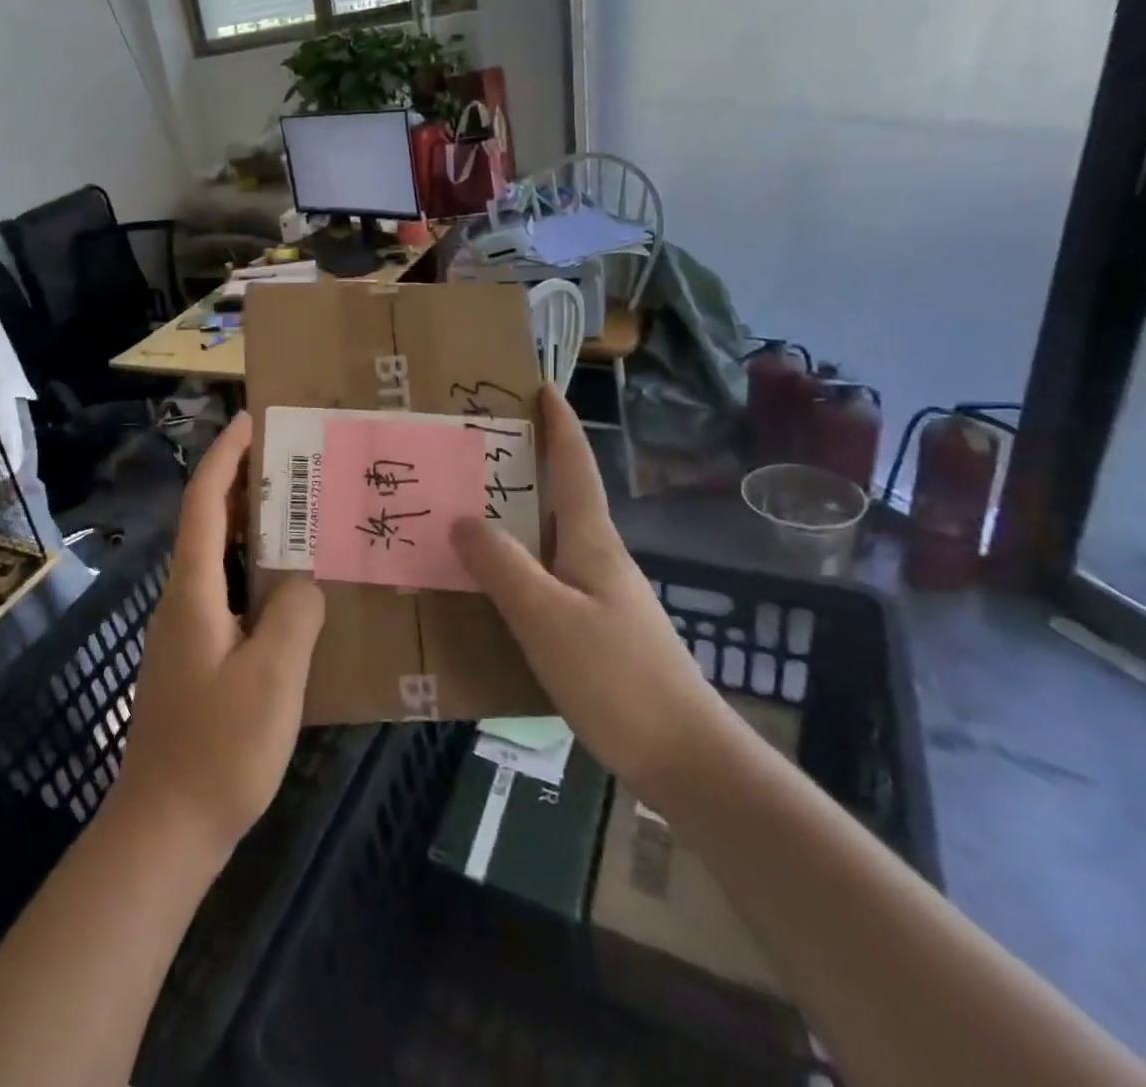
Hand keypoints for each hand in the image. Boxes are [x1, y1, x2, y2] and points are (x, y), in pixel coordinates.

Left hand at [110, 413, 325, 857]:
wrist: (165, 829)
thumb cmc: (218, 750)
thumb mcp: (273, 678)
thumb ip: (295, 614)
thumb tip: (306, 581)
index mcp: (194, 592)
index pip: (204, 504)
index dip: (224, 456)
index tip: (250, 419)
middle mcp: (184, 600)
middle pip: (210, 524)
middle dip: (245, 484)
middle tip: (295, 461)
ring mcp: (188, 631)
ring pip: (221, 560)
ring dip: (254, 529)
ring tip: (303, 513)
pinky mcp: (199, 657)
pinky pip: (231, 594)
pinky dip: (258, 573)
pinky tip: (295, 589)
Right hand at [451, 385, 721, 794]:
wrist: (683, 757)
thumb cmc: (616, 677)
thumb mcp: (547, 617)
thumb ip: (503, 566)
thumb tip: (463, 517)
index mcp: (592, 542)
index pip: (576, 468)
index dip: (561, 426)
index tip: (543, 387)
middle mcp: (598, 559)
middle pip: (560, 498)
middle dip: (526, 466)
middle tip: (475, 450)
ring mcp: (599, 596)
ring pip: (548, 541)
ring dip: (515, 518)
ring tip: (467, 510)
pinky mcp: (594, 631)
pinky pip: (545, 579)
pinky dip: (515, 566)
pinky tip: (488, 586)